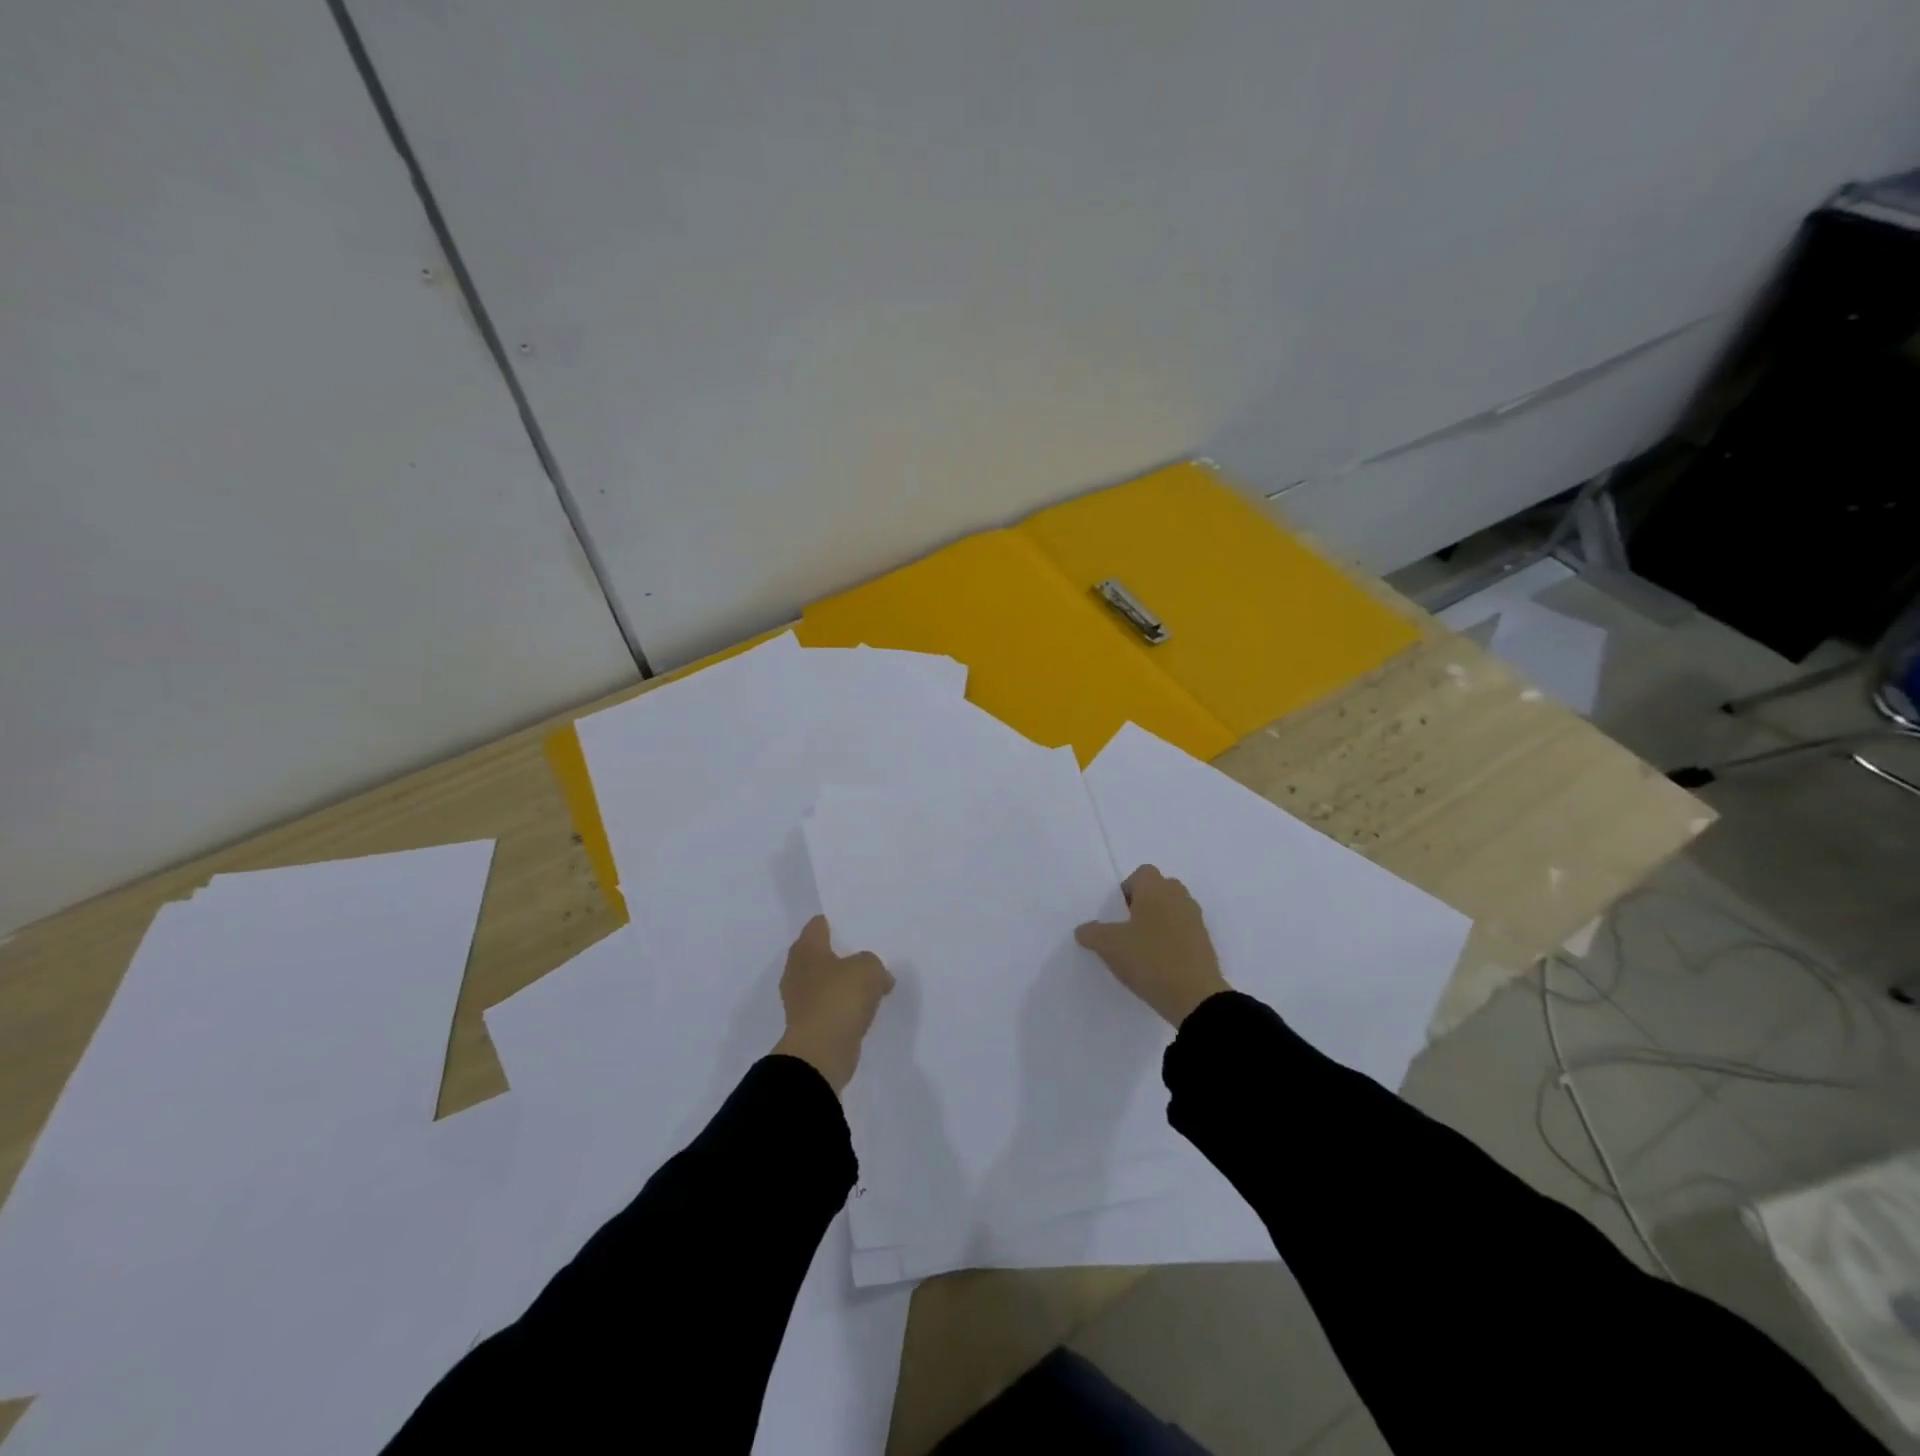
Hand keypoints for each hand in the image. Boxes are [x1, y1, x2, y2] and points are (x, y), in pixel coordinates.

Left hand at [772, 915, 894, 1093]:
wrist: (821, 1052)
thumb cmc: (840, 998)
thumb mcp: (868, 968)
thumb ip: (874, 965)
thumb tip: (878, 978)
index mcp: (806, 949)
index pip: (817, 925)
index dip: (835, 922)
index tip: (855, 924)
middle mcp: (797, 971)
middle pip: (819, 954)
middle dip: (840, 953)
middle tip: (866, 952)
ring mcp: (799, 1000)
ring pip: (824, 982)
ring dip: (842, 982)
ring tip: (869, 982)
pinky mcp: (808, 1025)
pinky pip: (829, 1006)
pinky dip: (843, 1006)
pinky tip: (863, 1008)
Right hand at [1075, 865, 1228, 1026]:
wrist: (1195, 997)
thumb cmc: (1149, 959)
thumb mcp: (1109, 946)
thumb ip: (1092, 933)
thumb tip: (1083, 930)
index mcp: (1156, 889)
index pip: (1142, 873)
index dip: (1127, 889)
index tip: (1118, 913)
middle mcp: (1179, 897)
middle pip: (1160, 889)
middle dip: (1144, 903)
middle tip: (1128, 928)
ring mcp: (1196, 920)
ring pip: (1173, 910)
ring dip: (1159, 922)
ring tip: (1143, 947)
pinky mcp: (1205, 943)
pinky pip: (1184, 931)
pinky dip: (1172, 940)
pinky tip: (1160, 962)